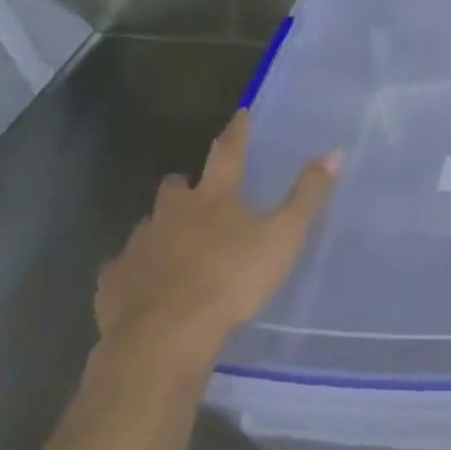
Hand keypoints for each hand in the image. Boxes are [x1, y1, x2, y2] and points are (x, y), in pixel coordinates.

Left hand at [95, 111, 336, 380]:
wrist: (164, 336)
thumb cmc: (231, 280)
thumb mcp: (283, 237)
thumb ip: (308, 196)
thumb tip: (335, 152)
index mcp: (214, 198)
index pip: (228, 152)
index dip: (237, 132)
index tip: (240, 114)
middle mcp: (171, 213)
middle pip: (175, 187)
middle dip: (186, 185)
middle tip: (198, 192)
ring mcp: (139, 246)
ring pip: (148, 224)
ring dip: (162, 226)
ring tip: (175, 242)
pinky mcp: (115, 281)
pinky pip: (122, 267)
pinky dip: (135, 269)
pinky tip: (144, 284)